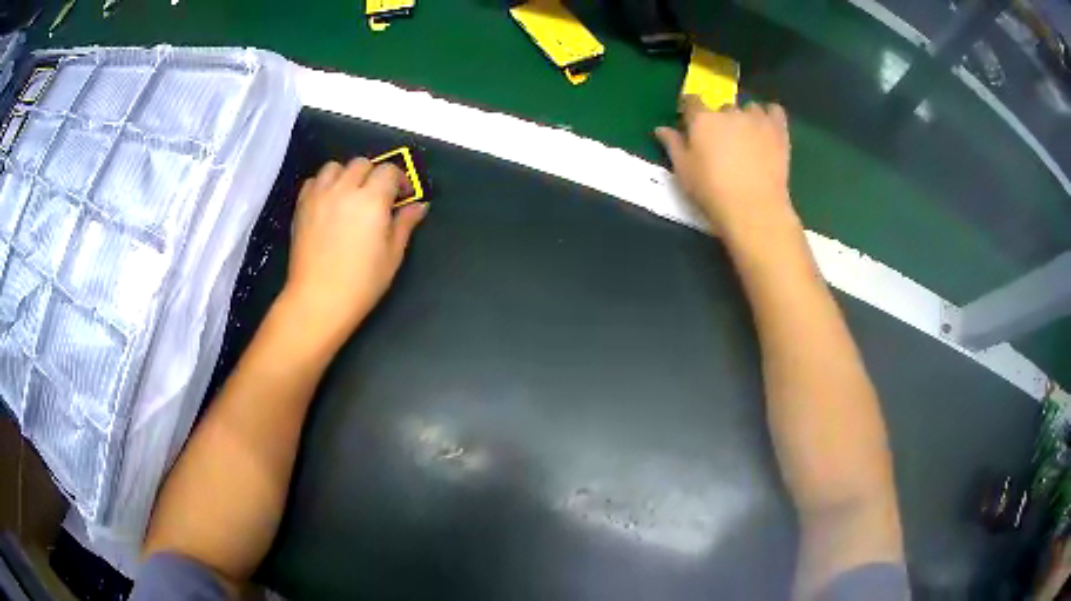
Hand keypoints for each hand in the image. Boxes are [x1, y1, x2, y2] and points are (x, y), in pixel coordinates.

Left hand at [281, 158, 426, 346]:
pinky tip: (329, 202)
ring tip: (350, 194)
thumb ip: (405, 224)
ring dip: (346, 175)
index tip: (403, 197)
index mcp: (372, 200)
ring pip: (335, 166)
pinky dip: (323, 184)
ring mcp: (319, 196)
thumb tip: (419, 206)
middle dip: (374, 175)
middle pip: (362, 164)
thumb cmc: (361, 283)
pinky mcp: (301, 207)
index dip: (400, 180)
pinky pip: (313, 181)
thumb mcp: (392, 255)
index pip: (389, 171)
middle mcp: (344, 189)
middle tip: (378, 197)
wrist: (318, 300)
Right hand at [655, 97, 797, 242]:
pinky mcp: (778, 130)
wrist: (754, 209)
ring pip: (749, 108)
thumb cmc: (713, 192)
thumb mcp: (684, 171)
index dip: (690, 111)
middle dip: (721, 120)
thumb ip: (673, 145)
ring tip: (747, 137)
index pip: (691, 101)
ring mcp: (756, 119)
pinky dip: (770, 115)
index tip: (691, 125)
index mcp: (702, 119)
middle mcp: (729, 112)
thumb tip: (661, 128)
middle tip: (722, 143)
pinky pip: (775, 111)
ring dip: (746, 117)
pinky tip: (767, 128)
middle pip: (722, 107)